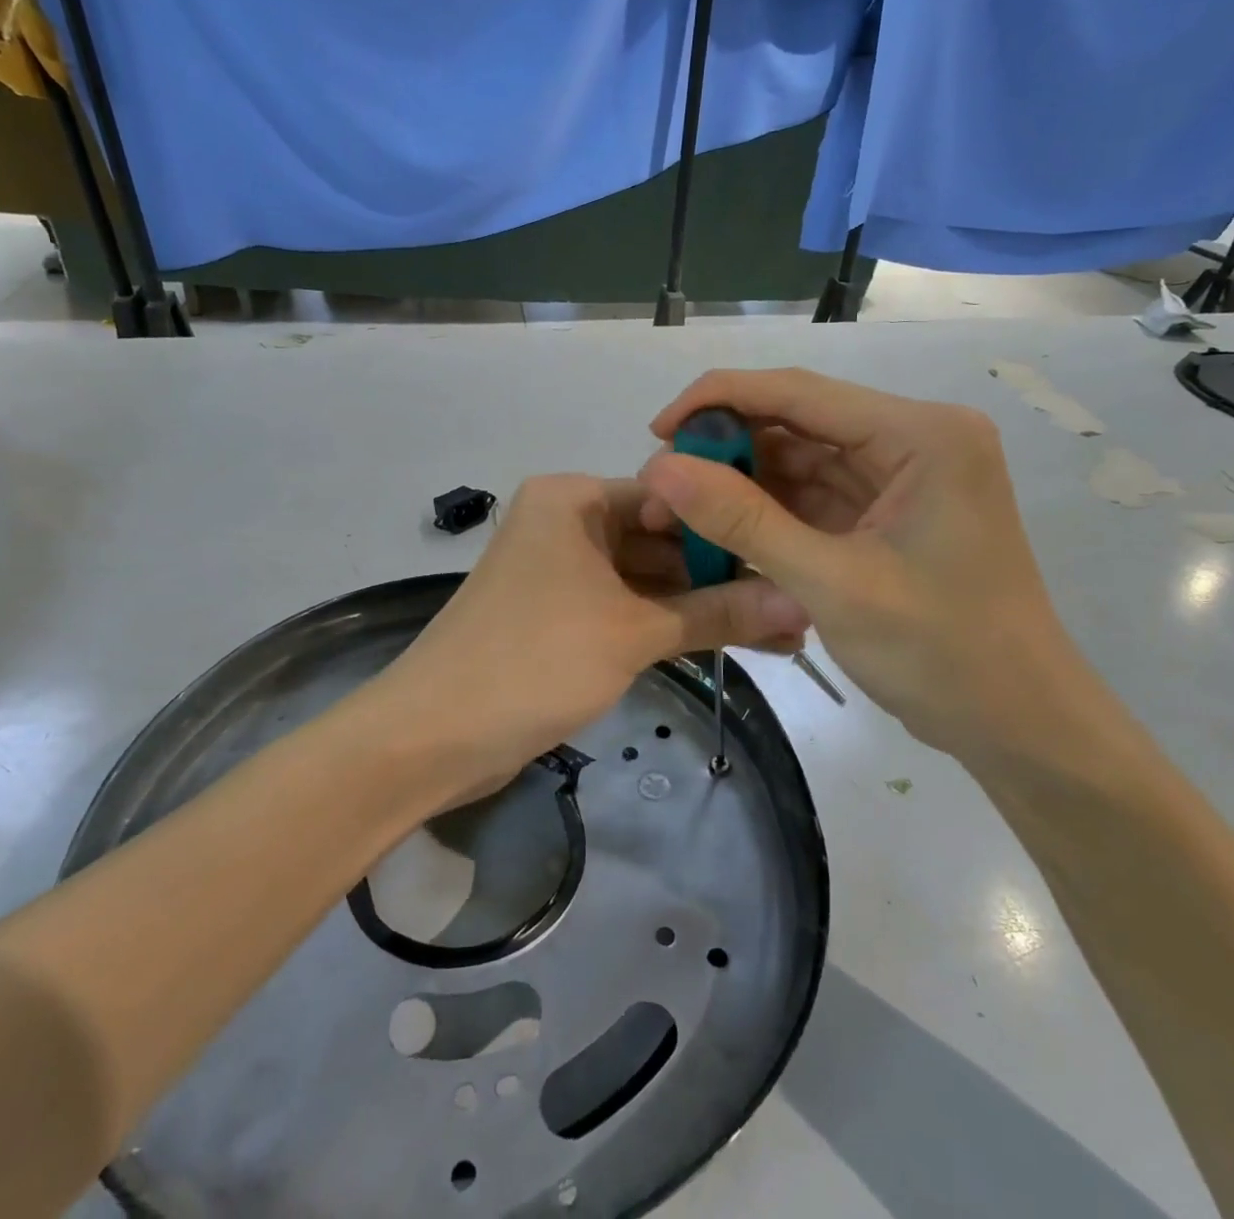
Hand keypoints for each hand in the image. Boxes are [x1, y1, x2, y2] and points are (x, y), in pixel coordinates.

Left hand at [380, 474, 809, 802]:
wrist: (431, 737)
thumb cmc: (533, 661)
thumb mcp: (633, 633)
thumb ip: (718, 614)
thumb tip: (802, 604)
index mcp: (572, 498)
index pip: (670, 496)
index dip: (728, 526)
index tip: (788, 554)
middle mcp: (564, 523)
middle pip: (659, 539)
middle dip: (721, 575)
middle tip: (795, 602)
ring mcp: (559, 571)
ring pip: (645, 579)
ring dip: (700, 605)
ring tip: (779, 631)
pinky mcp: (557, 615)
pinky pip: (624, 608)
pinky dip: (665, 624)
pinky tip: (725, 642)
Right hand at [642, 369, 1100, 762]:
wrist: (1018, 727)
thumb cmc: (942, 653)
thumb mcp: (832, 584)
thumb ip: (743, 521)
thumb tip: (660, 468)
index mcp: (921, 435)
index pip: (801, 392)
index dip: (719, 400)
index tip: (656, 431)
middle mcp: (913, 440)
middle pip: (799, 422)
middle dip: (727, 449)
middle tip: (662, 483)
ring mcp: (901, 479)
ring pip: (801, 462)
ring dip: (741, 483)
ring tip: (679, 510)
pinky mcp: (887, 516)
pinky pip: (814, 499)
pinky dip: (767, 513)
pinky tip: (720, 529)